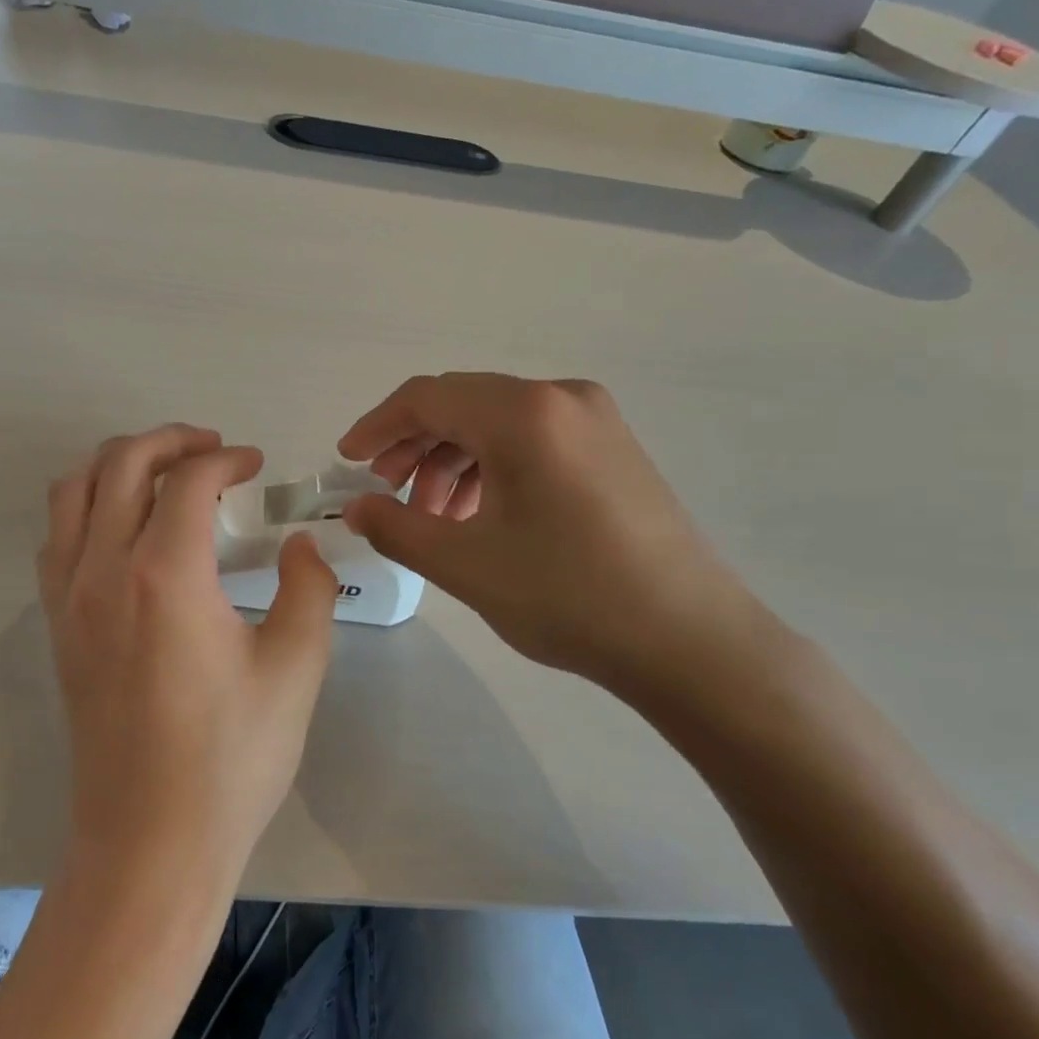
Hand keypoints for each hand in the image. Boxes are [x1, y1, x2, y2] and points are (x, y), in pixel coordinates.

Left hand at [38, 425, 337, 886]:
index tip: (256, 465)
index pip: (188, 479)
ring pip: (75, 490)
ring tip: (165, 474)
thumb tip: (298, 544)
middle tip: (213, 451)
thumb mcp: (295, 670)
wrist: (149, 843)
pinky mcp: (57, 626)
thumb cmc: (229, 760)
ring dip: (120, 463)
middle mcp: (103, 569)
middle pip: (121, 463)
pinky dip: (89, 505)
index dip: (226, 459)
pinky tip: (126, 528)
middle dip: (170, 441)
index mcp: (165, 574)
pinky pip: (58, 535)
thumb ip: (307, 588)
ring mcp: (69, 597)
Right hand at [338, 373, 772, 697]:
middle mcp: (561, 398)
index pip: (427, 397)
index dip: (377, 426)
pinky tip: (479, 514)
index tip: (347, 462)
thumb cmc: (569, 596)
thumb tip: (356, 507)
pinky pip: (532, 439)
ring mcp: (594, 420)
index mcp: (524, 413)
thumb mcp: (464, 564)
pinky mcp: (612, 448)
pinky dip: (491, 467)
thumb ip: (395, 527)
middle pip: (462, 404)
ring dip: (451, 460)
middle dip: (413, 445)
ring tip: (432, 515)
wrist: (691, 641)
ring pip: (496, 423)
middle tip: (385, 491)